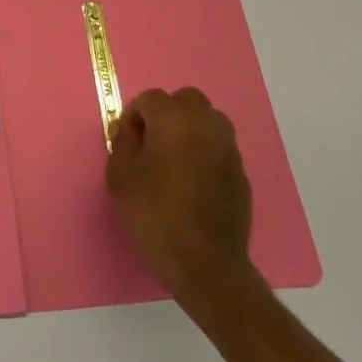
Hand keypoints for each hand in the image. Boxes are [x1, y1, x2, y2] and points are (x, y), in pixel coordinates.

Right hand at [106, 87, 256, 299]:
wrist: (204, 263)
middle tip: (152, 143)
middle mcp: (206, 125)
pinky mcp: (241, 172)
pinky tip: (193, 181)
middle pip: (187, 99)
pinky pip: (219, 147)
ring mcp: (228, 148)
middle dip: (167, 113)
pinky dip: (205, 152)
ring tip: (174, 159)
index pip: (151, 98)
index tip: (127, 142)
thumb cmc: (154, 215)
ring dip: (190, 129)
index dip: (134, 116)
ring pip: (208, 120)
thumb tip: (129, 130)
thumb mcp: (121, 177)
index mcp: (174, 120)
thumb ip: (122, 144)